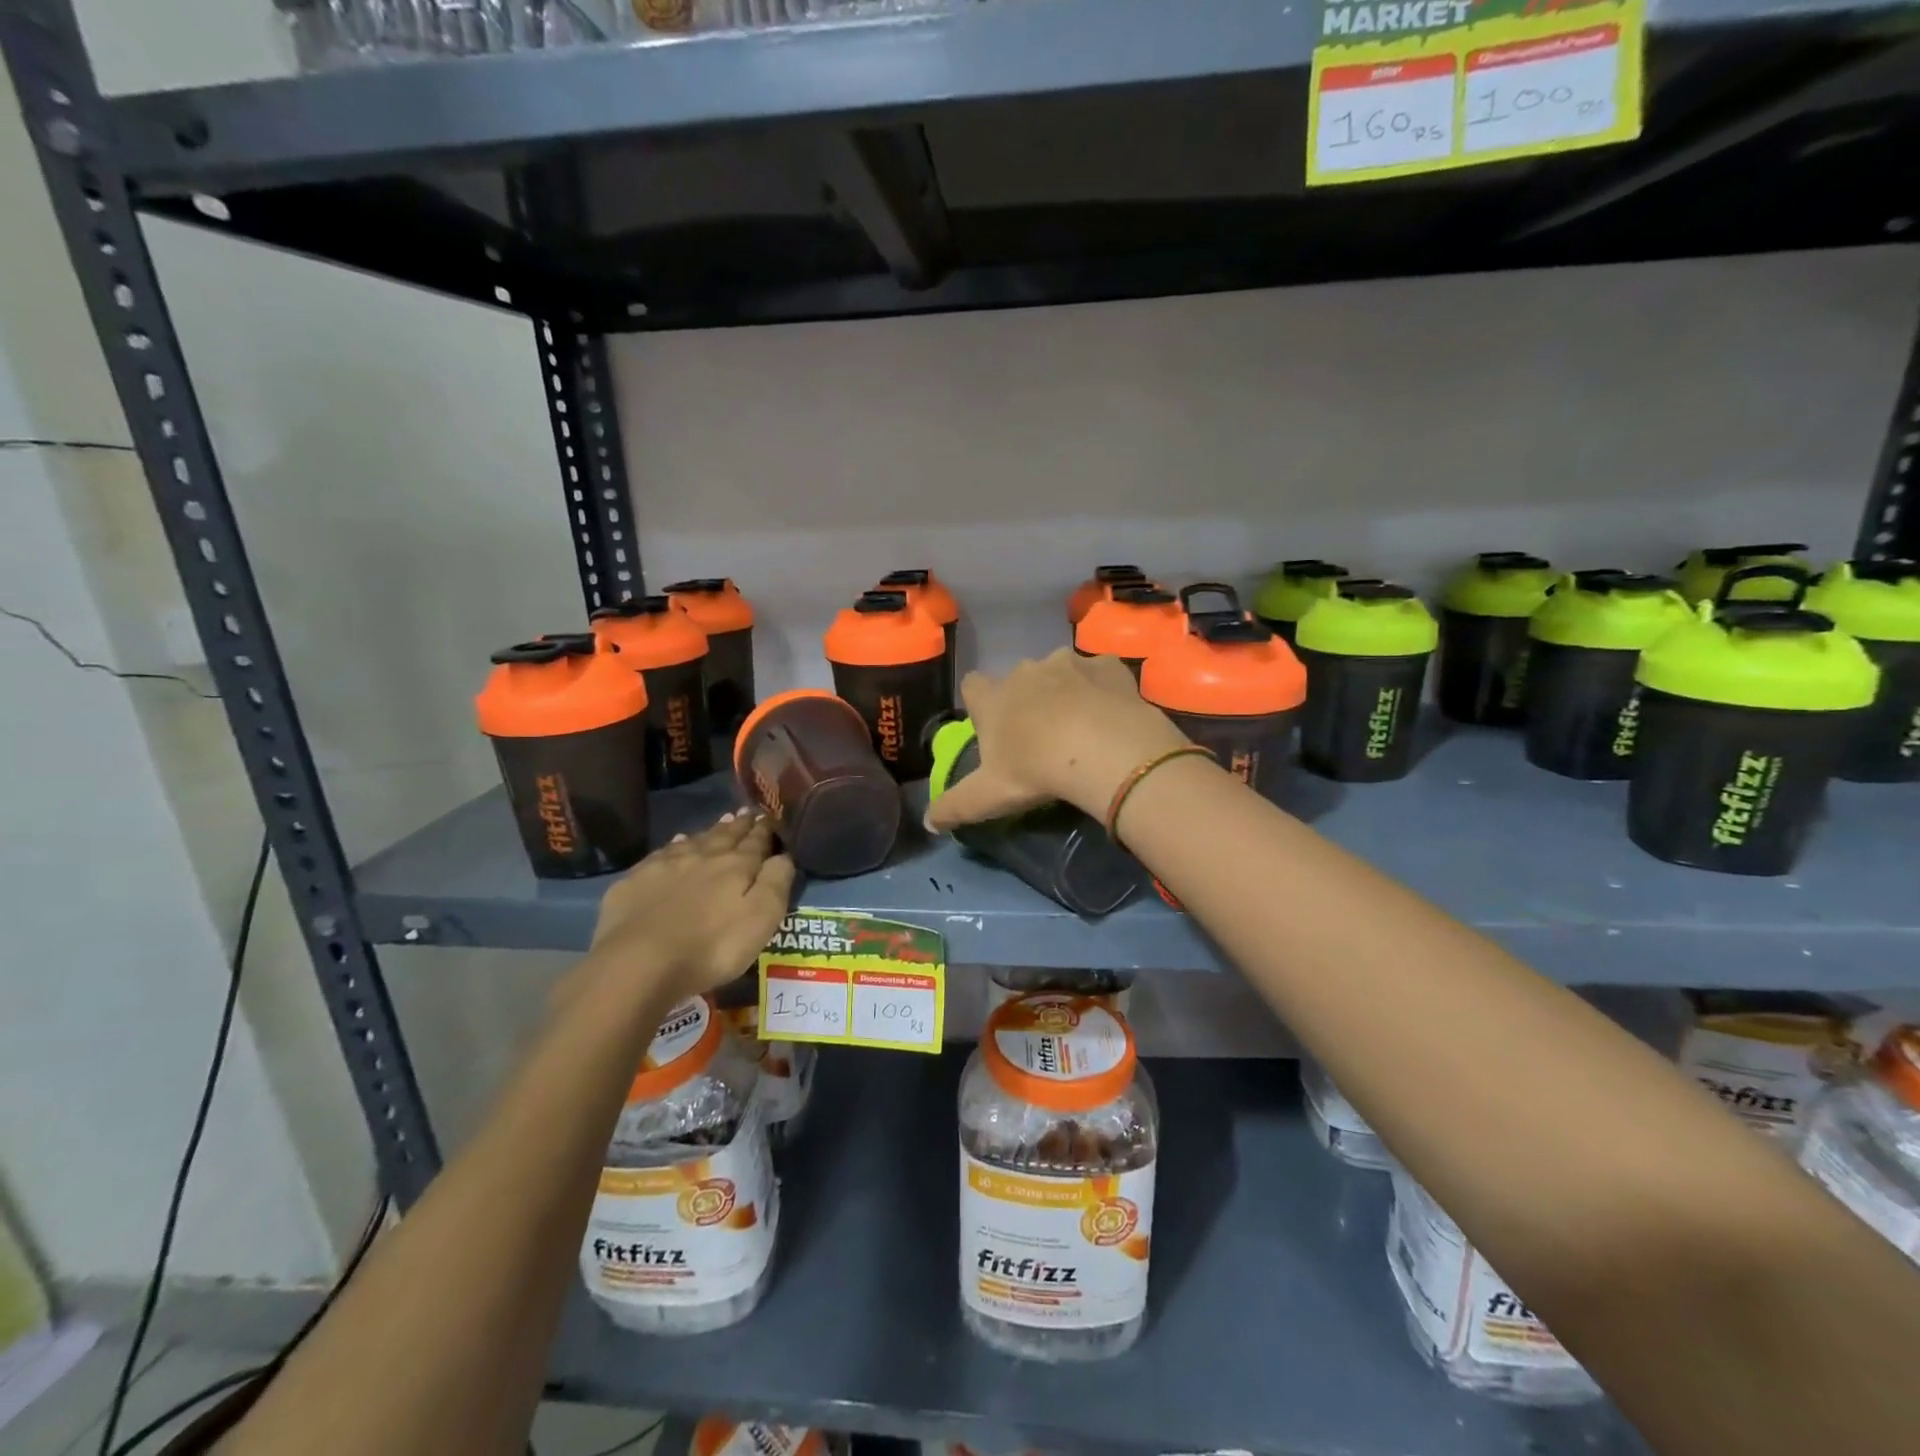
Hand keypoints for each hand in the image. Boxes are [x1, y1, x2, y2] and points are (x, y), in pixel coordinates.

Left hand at [561, 811, 795, 1016]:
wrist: (639, 963)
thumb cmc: (712, 946)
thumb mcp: (761, 919)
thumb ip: (776, 882)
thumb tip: (784, 855)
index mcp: (736, 865)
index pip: (756, 841)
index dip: (765, 830)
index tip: (770, 817)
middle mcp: (703, 856)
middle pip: (726, 836)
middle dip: (740, 825)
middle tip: (749, 813)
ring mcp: (666, 865)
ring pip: (695, 840)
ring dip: (711, 831)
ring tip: (722, 822)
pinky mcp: (636, 880)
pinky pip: (663, 853)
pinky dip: (676, 845)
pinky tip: (677, 843)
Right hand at [925, 649, 1189, 831]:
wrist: (1105, 751)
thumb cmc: (1036, 771)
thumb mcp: (988, 797)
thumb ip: (954, 807)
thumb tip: (928, 821)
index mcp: (994, 698)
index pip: (972, 685)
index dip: (980, 703)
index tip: (991, 724)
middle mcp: (1027, 670)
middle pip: (1019, 679)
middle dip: (1027, 699)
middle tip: (1042, 736)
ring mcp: (1070, 663)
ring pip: (1062, 671)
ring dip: (1067, 691)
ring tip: (1083, 726)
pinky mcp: (1109, 665)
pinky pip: (1102, 673)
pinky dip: (1103, 688)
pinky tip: (1113, 715)